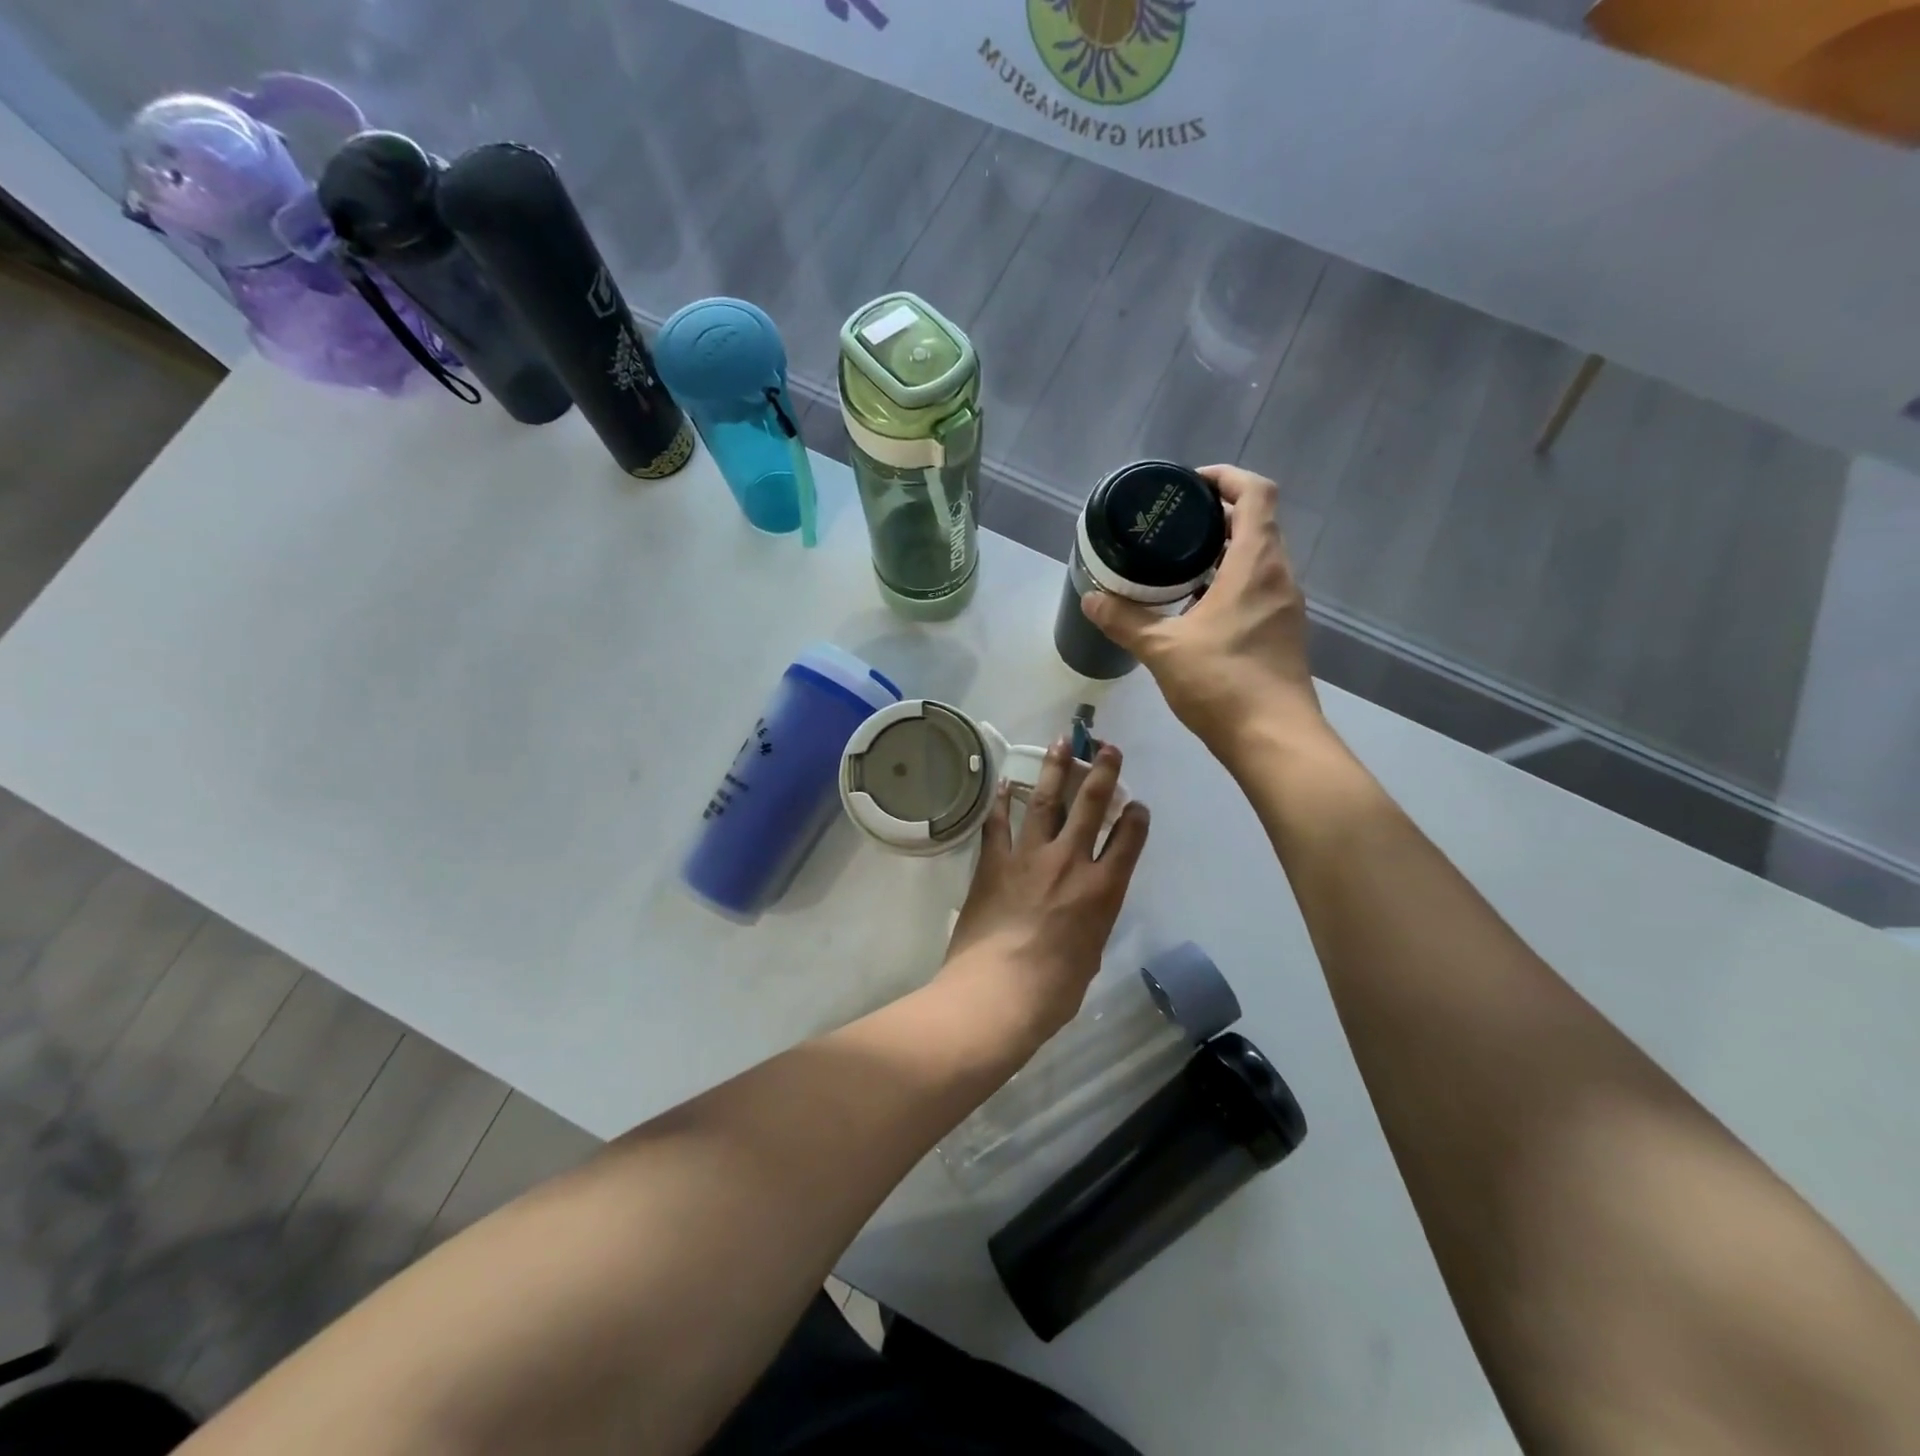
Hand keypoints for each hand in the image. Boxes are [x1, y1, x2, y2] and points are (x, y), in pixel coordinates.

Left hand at [942, 741, 1149, 1039]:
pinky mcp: (994, 863)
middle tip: (1107, 747)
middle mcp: (1070, 862)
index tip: (1136, 804)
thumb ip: (1089, 926)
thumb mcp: (1088, 956)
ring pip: (1046, 803)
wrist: (998, 992)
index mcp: (1103, 890)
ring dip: (1055, 770)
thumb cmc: (1053, 990)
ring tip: (1061, 743)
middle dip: (1102, 772)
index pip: (1128, 840)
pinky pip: (999, 825)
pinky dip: (1003, 802)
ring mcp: (1029, 857)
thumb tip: (1080, 917)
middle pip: (1091, 806)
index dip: (1135, 817)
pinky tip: (1007, 782)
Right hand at [1082, 464, 1324, 760]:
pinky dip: (1230, 583)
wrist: (1275, 740)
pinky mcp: (1284, 633)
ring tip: (1177, 565)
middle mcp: (1279, 576)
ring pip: (1259, 559)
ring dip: (1224, 552)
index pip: (1255, 493)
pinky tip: (1196, 609)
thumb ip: (1125, 620)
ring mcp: (1286, 606)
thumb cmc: (1222, 683)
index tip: (1189, 486)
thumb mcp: (1163, 649)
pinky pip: (1259, 589)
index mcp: (1256, 564)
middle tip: (1172, 527)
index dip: (1225, 478)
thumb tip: (1091, 598)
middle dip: (1217, 516)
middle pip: (1257, 523)